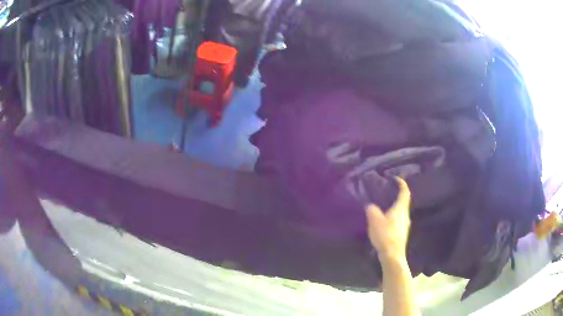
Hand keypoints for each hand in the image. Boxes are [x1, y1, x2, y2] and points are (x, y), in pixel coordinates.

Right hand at [365, 177, 411, 260]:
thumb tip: (370, 205)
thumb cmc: (385, 234)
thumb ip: (372, 209)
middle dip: (396, 195)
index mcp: (401, 208)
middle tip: (386, 192)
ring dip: (394, 207)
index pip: (404, 192)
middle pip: (403, 201)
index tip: (395, 178)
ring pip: (400, 212)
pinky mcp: (401, 233)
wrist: (392, 255)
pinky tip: (384, 221)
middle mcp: (405, 215)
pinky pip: (397, 220)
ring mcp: (405, 225)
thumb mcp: (374, 220)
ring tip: (383, 206)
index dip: (401, 183)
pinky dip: (392, 217)